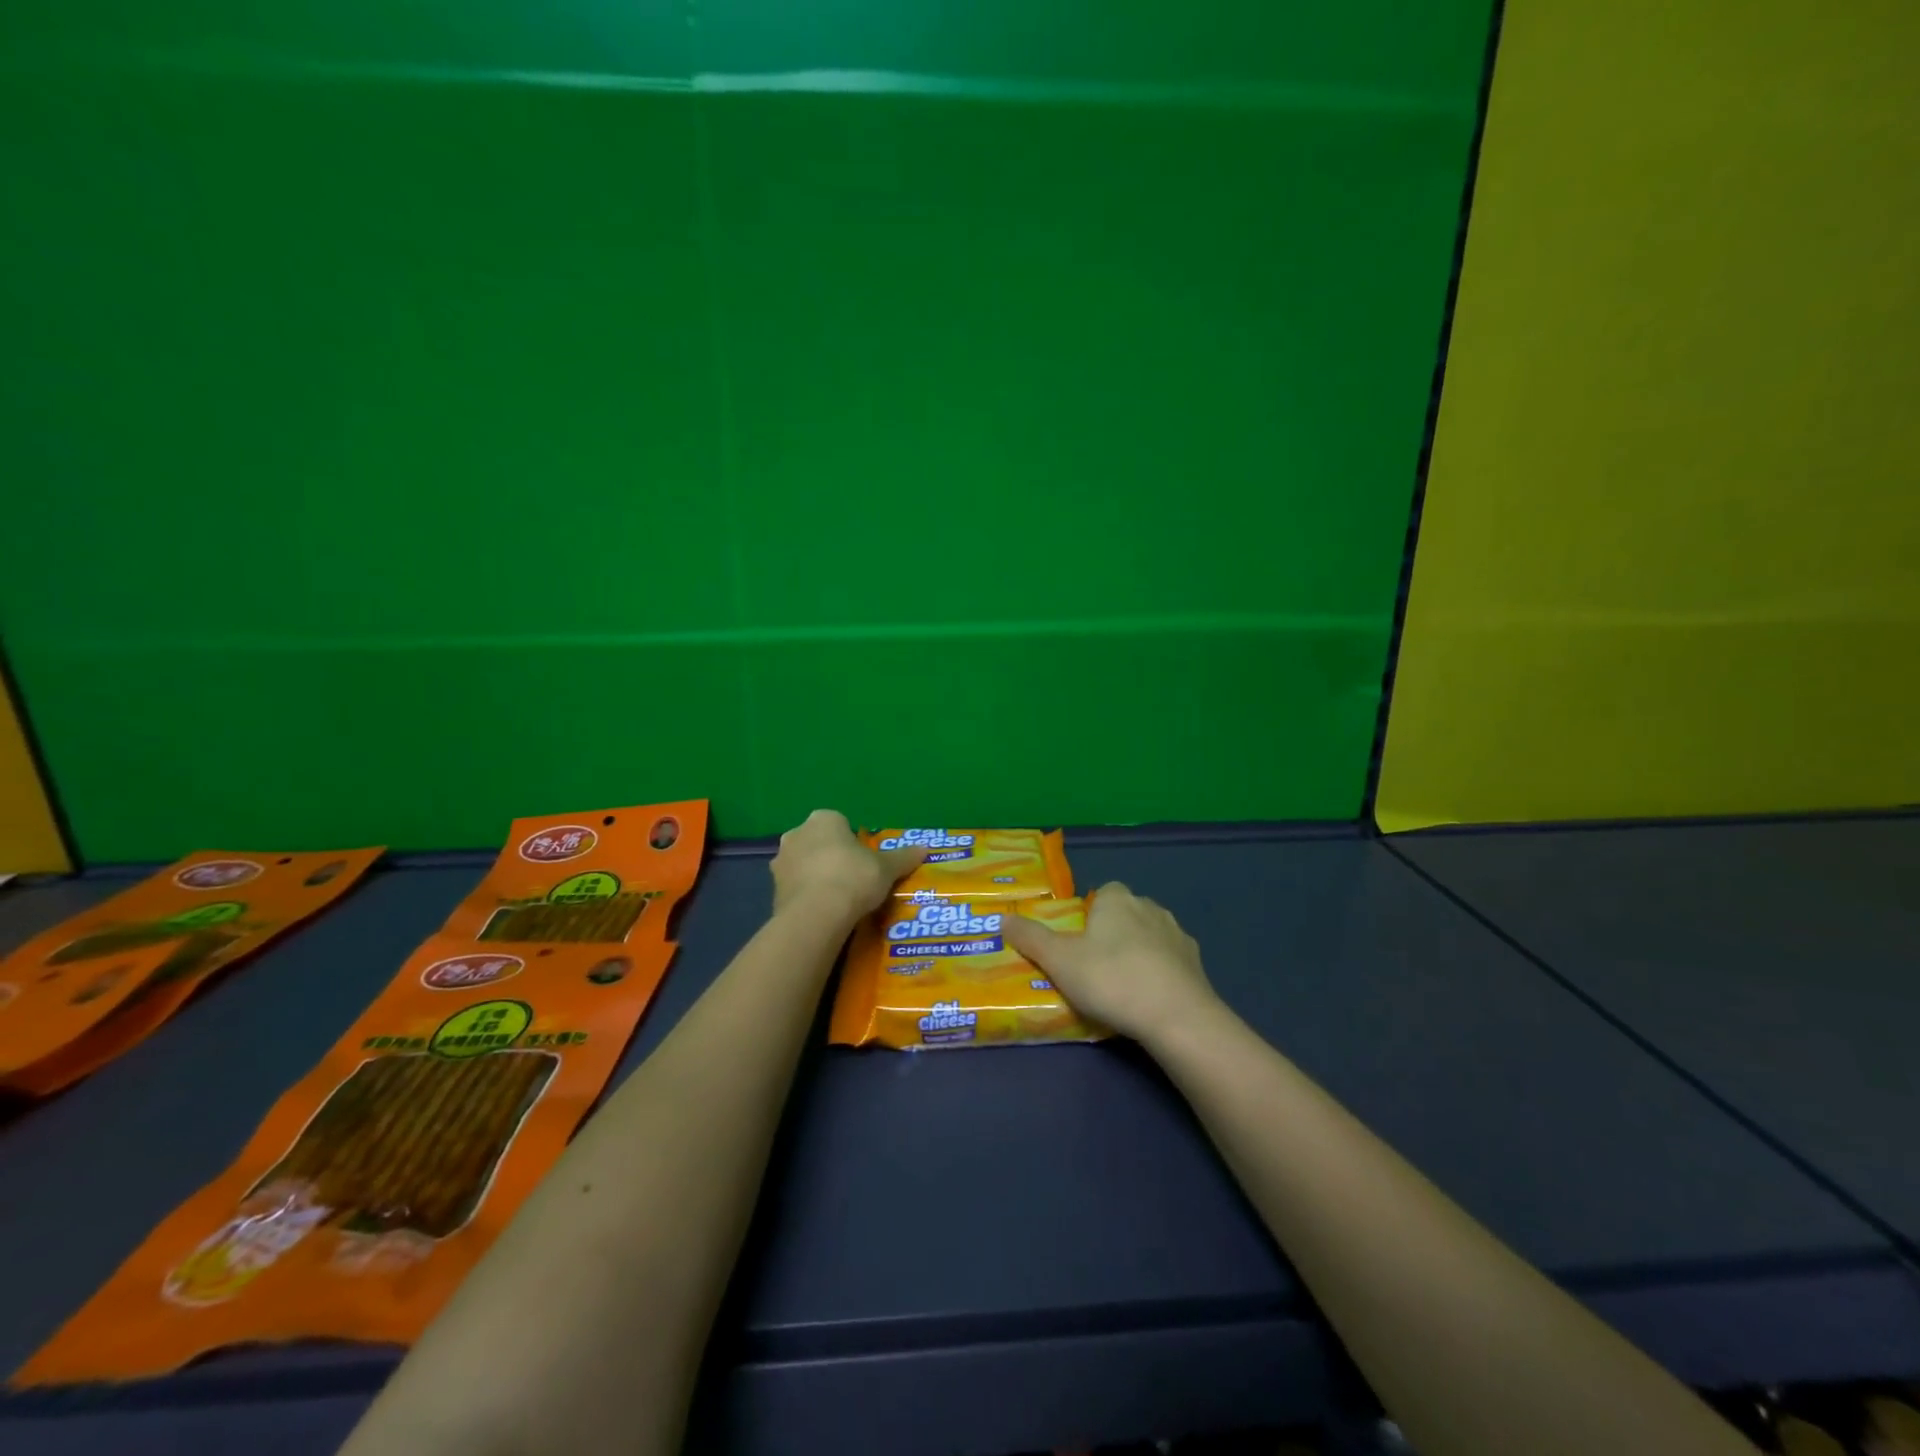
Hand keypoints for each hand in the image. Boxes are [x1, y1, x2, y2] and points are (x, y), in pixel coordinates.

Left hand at [771, 810, 926, 924]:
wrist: (816, 914)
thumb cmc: (854, 878)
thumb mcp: (886, 868)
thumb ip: (903, 857)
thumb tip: (925, 848)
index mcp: (824, 819)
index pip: (841, 824)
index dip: (854, 842)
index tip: (865, 862)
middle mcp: (797, 833)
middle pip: (819, 842)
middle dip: (832, 857)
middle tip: (854, 880)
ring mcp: (781, 862)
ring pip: (804, 865)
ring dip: (817, 877)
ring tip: (839, 900)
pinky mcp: (773, 890)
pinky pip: (796, 889)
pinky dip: (807, 897)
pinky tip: (823, 913)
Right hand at [1002, 882, 1221, 1043]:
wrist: (1177, 1017)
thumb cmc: (1111, 980)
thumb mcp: (1059, 960)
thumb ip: (1030, 938)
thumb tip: (1003, 918)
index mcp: (1117, 899)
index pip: (1101, 893)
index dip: (1089, 915)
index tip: (1077, 942)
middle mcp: (1150, 907)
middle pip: (1125, 913)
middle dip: (1112, 933)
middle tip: (1093, 967)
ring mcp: (1177, 935)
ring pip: (1150, 936)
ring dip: (1138, 952)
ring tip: (1121, 987)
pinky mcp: (1196, 963)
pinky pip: (1170, 961)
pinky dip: (1160, 973)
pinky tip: (1148, 999)